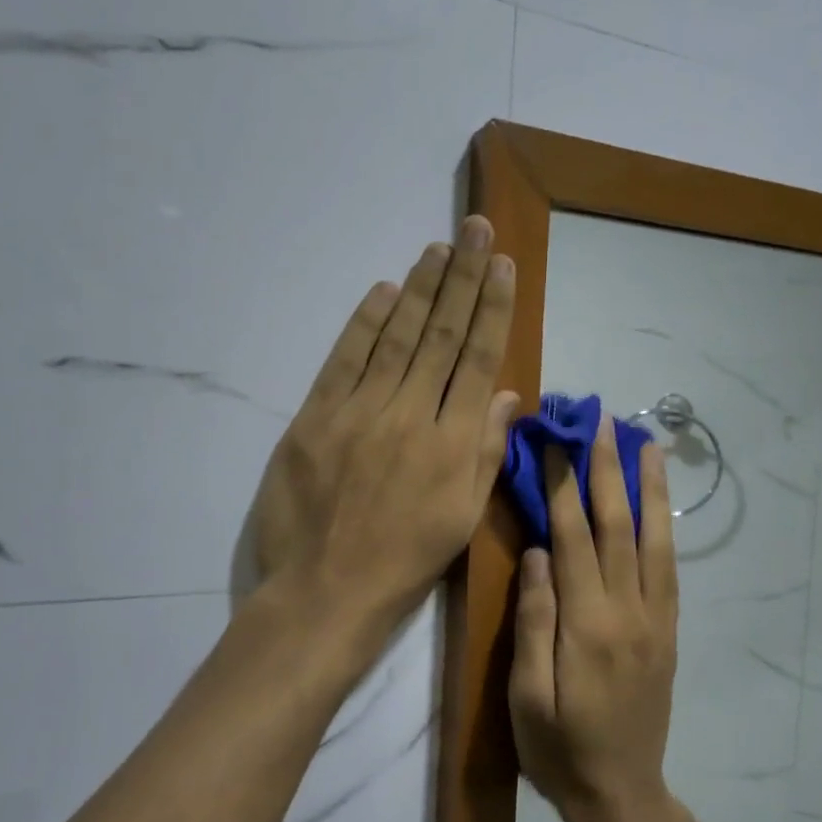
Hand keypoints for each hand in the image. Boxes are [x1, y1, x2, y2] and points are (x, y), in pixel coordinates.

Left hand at [249, 215, 517, 642]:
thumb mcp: (463, 518)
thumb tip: (506, 394)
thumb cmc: (406, 562)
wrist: (326, 592)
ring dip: (419, 289)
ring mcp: (359, 412)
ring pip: (395, 338)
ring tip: (438, 248)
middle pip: (439, 335)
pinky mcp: (315, 418)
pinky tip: (383, 291)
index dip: (491, 308)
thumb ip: (486, 452)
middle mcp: (411, 415)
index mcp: (453, 443)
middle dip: (461, 278)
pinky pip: (344, 360)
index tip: (501, 264)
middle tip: (474, 229)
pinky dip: (364, 323)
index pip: (476, 359)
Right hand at [508, 414, 695, 821]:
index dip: (562, 485)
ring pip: (654, 538)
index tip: (555, 441)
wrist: (622, 795)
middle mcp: (628, 611)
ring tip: (646, 442)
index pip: (573, 537)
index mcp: (586, 625)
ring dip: (649, 486)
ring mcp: (656, 619)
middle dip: (608, 468)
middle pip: (618, 525)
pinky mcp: (669, 630)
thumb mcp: (525, 696)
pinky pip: (670, 566)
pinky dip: (665, 525)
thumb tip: (539, 552)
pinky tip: (659, 501)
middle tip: (603, 420)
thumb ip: (533, 620)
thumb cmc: (558, 749)